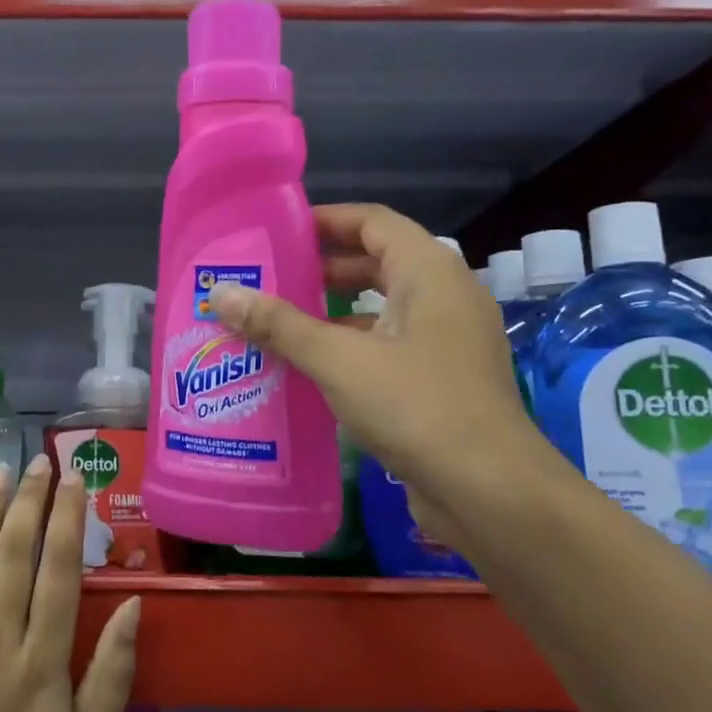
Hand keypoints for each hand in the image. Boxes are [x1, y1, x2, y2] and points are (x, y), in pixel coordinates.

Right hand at [208, 203, 546, 538]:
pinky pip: (391, 345)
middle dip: (323, 268)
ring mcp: (449, 340)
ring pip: (383, 308)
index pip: (373, 222)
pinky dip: (352, 346)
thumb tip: (221, 294)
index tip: (278, 232)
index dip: (326, 220)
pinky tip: (310, 368)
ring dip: (334, 311)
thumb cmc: (416, 406)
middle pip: (378, 262)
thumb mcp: (338, 360)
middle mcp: (445, 296)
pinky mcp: (444, 379)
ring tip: (278, 322)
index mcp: (429, 272)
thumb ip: (279, 324)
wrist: (490, 491)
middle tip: (269, 279)